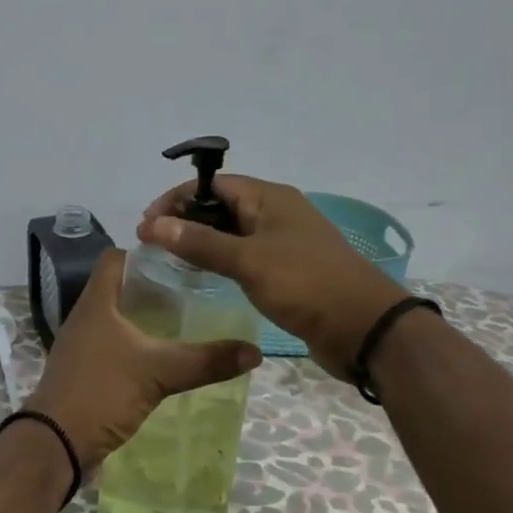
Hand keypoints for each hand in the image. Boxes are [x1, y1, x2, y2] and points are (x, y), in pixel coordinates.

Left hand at [21, 249, 260, 473]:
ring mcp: (84, 344)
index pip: (117, 257)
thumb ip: (205, 361)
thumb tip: (254, 351)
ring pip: (119, 317)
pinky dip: (138, 344)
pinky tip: (165, 356)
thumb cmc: (101, 392)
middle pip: (122, 287)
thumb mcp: (158, 373)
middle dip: (156, 286)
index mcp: (97, 302)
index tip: (181, 258)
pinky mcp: (86, 370)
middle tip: (195, 290)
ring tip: (187, 320)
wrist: (55, 444)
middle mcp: (87, 316)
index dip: (146, 252)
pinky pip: (115, 344)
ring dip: (147, 317)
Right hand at [140, 174, 409, 381]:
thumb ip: (200, 242)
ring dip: (201, 240)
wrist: (364, 328)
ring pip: (232, 232)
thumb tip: (155, 224)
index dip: (176, 199)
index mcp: (269, 198)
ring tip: (169, 258)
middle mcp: (275, 212)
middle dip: (185, 219)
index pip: (212, 185)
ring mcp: (283, 241)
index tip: (147, 223)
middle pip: (221, 206)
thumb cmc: (305, 284)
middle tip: (152, 242)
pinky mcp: (287, 269)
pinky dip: (221, 259)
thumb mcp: (248, 261)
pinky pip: (245, 255)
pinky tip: (202, 275)